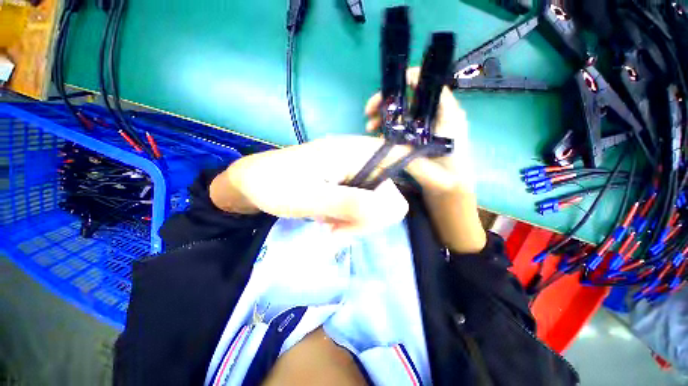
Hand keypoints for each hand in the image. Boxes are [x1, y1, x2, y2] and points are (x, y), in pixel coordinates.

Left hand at [210, 136, 420, 234]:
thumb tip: (392, 208)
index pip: (397, 176)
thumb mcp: (310, 198)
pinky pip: (363, 205)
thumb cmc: (274, 186)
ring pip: (376, 205)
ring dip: (356, 222)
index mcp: (356, 152)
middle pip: (388, 196)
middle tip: (337, 229)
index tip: (360, 220)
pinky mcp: (347, 182)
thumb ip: (351, 203)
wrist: (251, 184)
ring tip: (329, 226)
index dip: (388, 204)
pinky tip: (330, 221)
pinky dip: (350, 219)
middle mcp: (361, 158)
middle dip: (366, 219)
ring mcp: (355, 170)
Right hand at [364, 67, 474, 195]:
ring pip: (404, 111)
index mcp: (446, 115)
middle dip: (386, 102)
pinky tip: (378, 134)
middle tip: (368, 112)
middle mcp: (436, 115)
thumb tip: (377, 142)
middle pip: (410, 97)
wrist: (452, 188)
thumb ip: (402, 154)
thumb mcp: (425, 165)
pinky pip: (403, 124)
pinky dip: (389, 126)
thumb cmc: (445, 176)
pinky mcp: (420, 134)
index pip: (429, 85)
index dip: (410, 79)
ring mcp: (427, 125)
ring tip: (369, 127)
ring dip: (384, 115)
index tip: (388, 88)